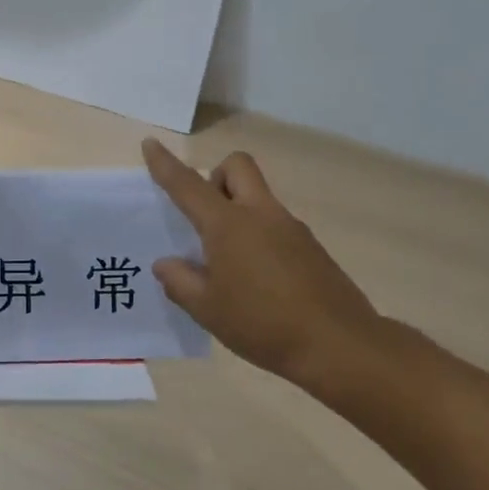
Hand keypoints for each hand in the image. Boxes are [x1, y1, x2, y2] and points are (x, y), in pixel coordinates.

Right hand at [143, 138, 389, 387]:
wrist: (338, 344)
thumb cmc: (262, 324)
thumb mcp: (207, 309)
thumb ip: (180, 281)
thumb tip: (166, 264)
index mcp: (228, 225)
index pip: (188, 184)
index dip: (165, 164)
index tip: (150, 144)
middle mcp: (260, 214)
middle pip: (237, 166)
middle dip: (216, 177)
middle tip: (205, 215)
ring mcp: (291, 228)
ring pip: (258, 196)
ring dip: (238, 209)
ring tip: (227, 262)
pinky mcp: (310, 247)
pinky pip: (276, 224)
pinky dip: (259, 235)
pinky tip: (257, 279)